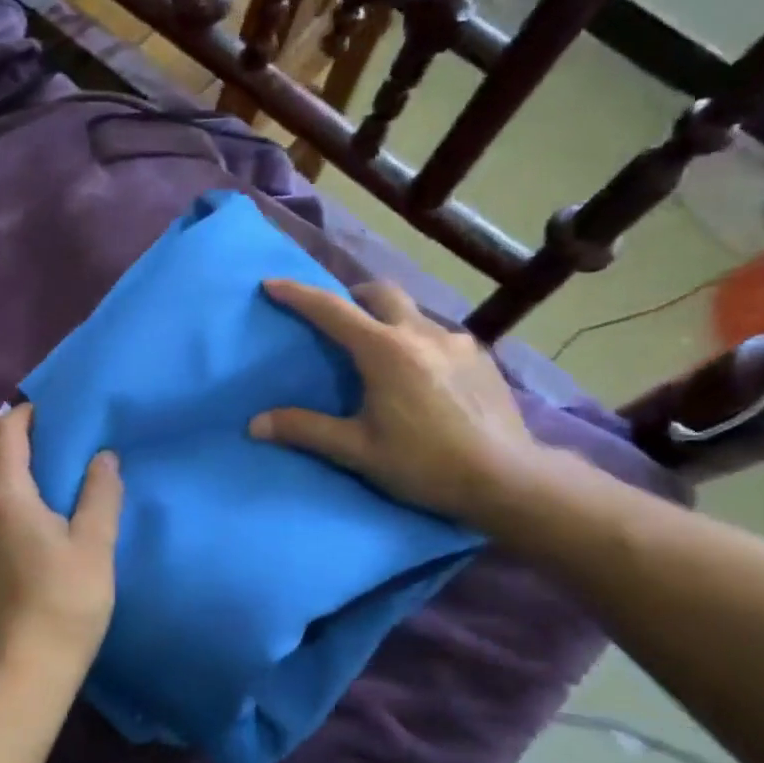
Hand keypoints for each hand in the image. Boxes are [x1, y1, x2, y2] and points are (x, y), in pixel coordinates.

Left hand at [0, 404, 122, 684]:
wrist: (21, 676)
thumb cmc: (66, 604)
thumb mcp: (96, 546)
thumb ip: (100, 494)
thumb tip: (103, 457)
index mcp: (4, 496)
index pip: (3, 433)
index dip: (22, 416)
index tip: (43, 416)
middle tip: (28, 469)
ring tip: (20, 513)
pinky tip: (7, 555)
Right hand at [249, 278, 538, 526]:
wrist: (508, 478)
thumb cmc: (425, 464)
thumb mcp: (358, 451)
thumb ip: (306, 430)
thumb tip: (255, 424)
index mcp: (384, 350)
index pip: (331, 310)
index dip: (298, 294)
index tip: (272, 283)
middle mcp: (420, 333)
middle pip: (380, 292)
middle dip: (353, 296)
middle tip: (339, 319)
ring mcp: (457, 341)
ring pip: (413, 313)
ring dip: (390, 320)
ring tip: (383, 353)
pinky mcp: (482, 356)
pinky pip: (441, 336)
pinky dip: (420, 342)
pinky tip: (424, 375)